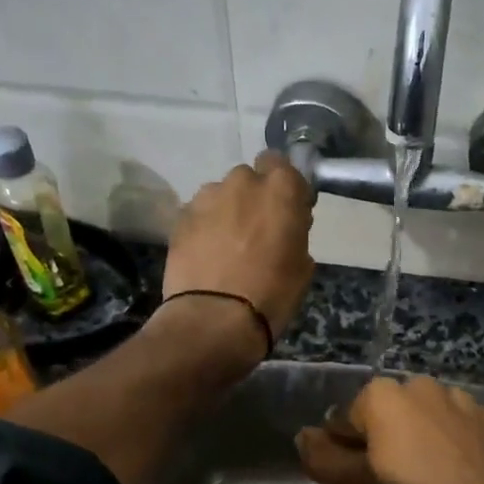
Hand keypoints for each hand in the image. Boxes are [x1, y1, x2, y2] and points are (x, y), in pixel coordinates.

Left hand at [163, 151, 314, 352]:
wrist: (213, 319)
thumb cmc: (271, 294)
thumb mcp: (302, 266)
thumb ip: (295, 233)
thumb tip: (287, 227)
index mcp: (280, 190)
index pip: (282, 164)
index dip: (284, 186)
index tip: (288, 210)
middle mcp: (242, 183)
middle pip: (249, 178)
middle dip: (253, 197)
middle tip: (257, 230)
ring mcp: (206, 198)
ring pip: (221, 195)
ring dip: (227, 211)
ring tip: (227, 246)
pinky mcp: (180, 218)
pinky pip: (199, 214)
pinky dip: (205, 228)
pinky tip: (207, 255)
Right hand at [296, 375, 483, 483]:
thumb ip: (326, 459)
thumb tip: (304, 436)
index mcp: (384, 396)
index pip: (348, 422)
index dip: (348, 455)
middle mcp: (423, 386)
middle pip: (390, 420)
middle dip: (386, 451)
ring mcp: (465, 402)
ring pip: (427, 424)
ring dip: (420, 449)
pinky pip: (461, 432)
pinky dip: (455, 450)